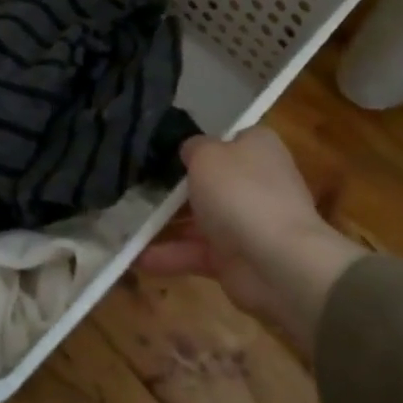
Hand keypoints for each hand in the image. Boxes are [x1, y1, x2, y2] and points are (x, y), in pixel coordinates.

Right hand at [136, 126, 365, 350]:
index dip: (196, 144)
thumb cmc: (241, 193)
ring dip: (164, 223)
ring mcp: (245, 222)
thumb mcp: (207, 155)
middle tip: (134, 185)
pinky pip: (195, 252)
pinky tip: (135, 257)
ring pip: (197, 219)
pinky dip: (169, 255)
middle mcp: (253, 182)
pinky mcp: (234, 259)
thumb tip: (189, 150)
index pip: (225, 139)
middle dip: (173, 187)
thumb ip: (192, 147)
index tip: (161, 150)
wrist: (278, 263)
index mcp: (256, 148)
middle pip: (208, 181)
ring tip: (124, 222)